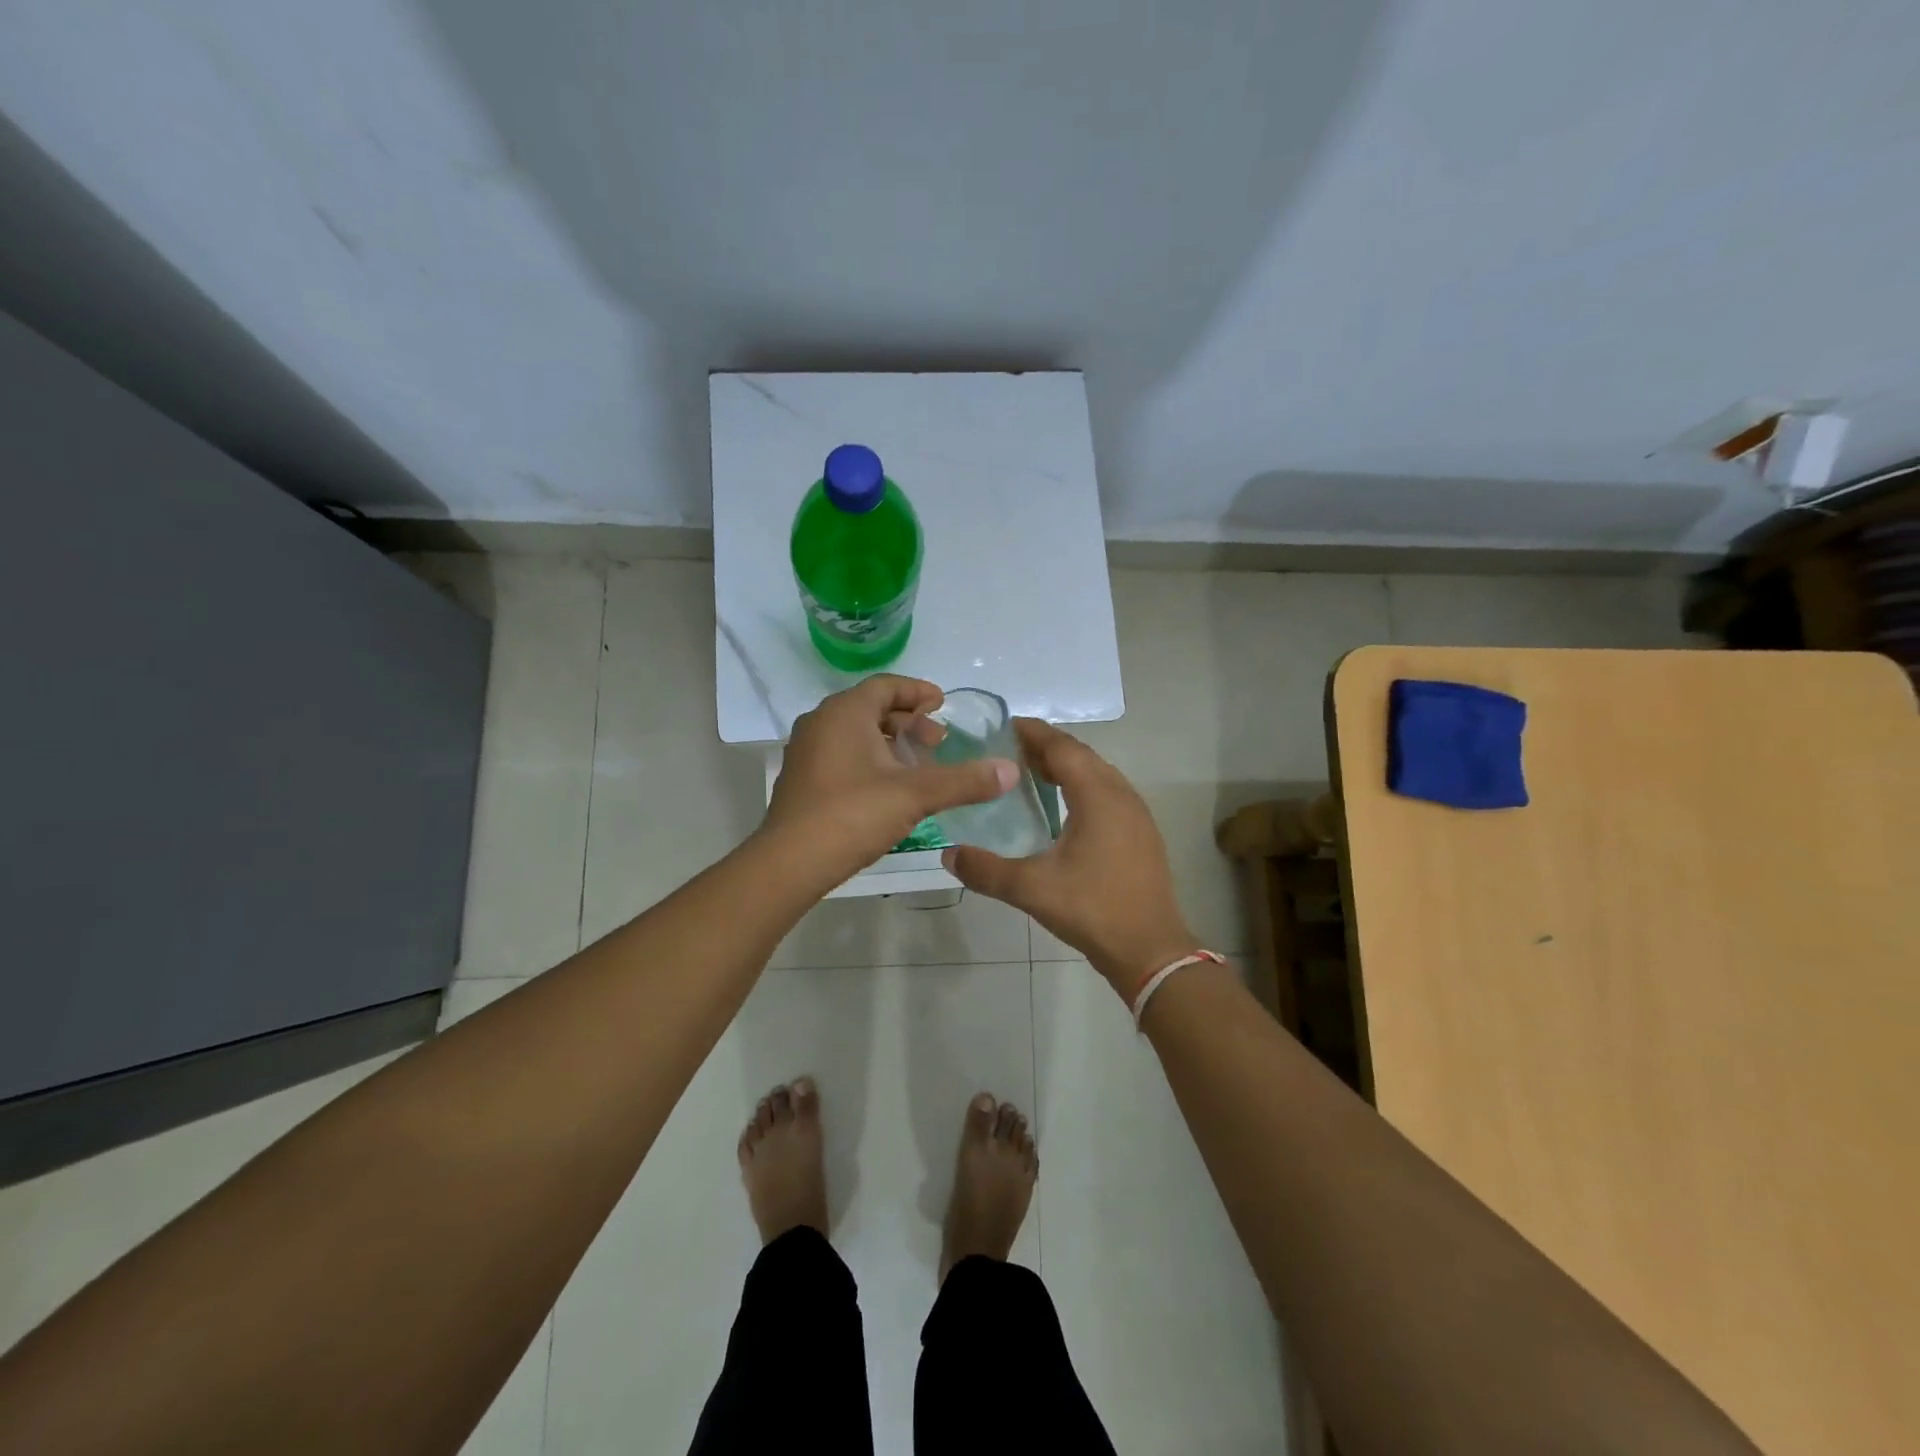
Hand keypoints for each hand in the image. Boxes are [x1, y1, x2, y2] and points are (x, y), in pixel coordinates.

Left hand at [763, 676, 1017, 885]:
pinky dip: (869, 760)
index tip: (942, 704)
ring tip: (918, 766)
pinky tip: (888, 789)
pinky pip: (841, 755)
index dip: (918, 692)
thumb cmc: (852, 814)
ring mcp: (806, 752)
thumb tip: (1010, 771)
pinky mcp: (801, 780)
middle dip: (908, 722)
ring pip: (855, 734)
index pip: (886, 686)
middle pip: (871, 708)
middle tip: (937, 742)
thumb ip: (964, 780)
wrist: (790, 862)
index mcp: (844, 712)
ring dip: (889, 743)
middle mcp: (820, 723)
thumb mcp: (915, 795)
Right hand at [943, 719, 1197, 999]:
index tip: (1005, 725)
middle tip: (1010, 750)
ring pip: (1098, 774)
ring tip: (1032, 774)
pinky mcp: (1141, 833)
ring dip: (1066, 767)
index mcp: (1098, 796)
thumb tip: (948, 854)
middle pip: (1081, 756)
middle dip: (1047, 747)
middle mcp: (1121, 794)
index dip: (1034, 733)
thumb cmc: (1092, 909)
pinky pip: (1108, 793)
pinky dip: (1082, 786)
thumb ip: (986, 870)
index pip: (1063, 748)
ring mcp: (1136, 814)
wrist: (1150, 949)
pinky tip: (1064, 808)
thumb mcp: (1031, 889)